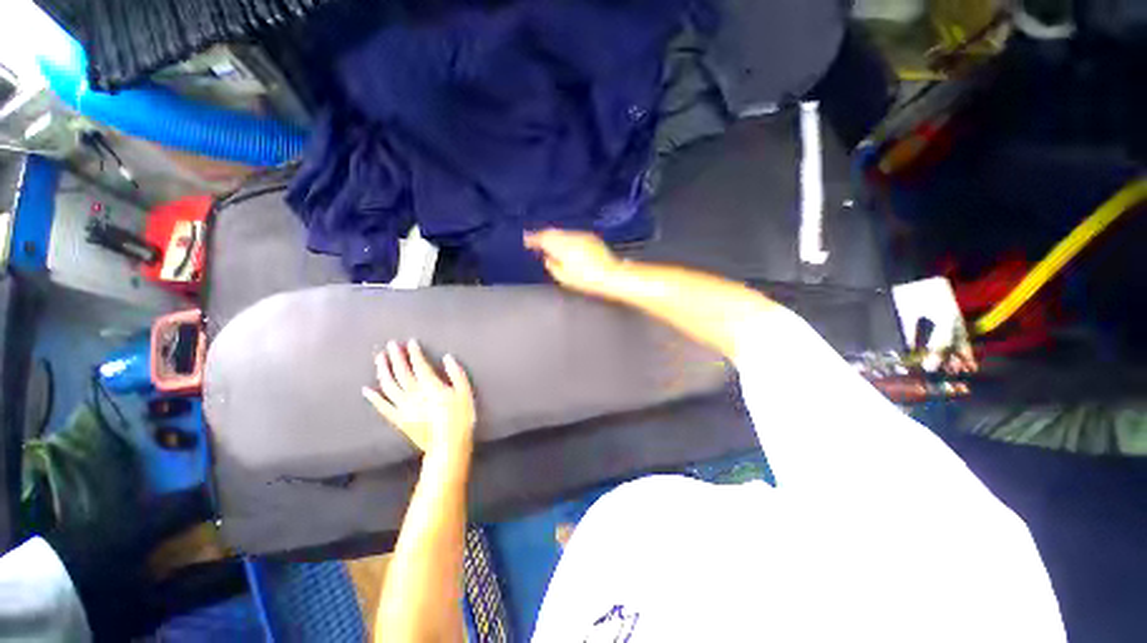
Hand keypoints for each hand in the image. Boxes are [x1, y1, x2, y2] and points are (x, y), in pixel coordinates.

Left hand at [362, 340, 475, 458]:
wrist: (448, 444)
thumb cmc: (460, 417)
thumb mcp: (465, 392)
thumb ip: (456, 373)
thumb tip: (447, 357)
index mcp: (430, 386)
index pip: (419, 365)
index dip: (414, 352)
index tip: (411, 342)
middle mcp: (413, 394)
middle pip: (401, 372)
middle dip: (396, 357)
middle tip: (391, 345)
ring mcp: (403, 407)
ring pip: (388, 385)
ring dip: (383, 370)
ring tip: (379, 358)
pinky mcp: (398, 419)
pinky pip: (382, 406)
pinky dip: (373, 397)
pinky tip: (367, 389)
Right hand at [525, 229, 623, 295]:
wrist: (612, 275)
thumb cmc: (586, 280)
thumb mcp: (564, 277)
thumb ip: (552, 265)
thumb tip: (547, 257)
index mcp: (561, 246)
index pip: (543, 238)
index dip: (533, 239)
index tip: (526, 241)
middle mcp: (570, 236)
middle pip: (552, 232)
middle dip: (543, 235)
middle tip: (535, 240)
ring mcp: (581, 235)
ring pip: (562, 232)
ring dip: (554, 236)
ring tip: (548, 243)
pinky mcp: (590, 237)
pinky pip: (572, 234)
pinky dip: (565, 238)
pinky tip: (564, 244)